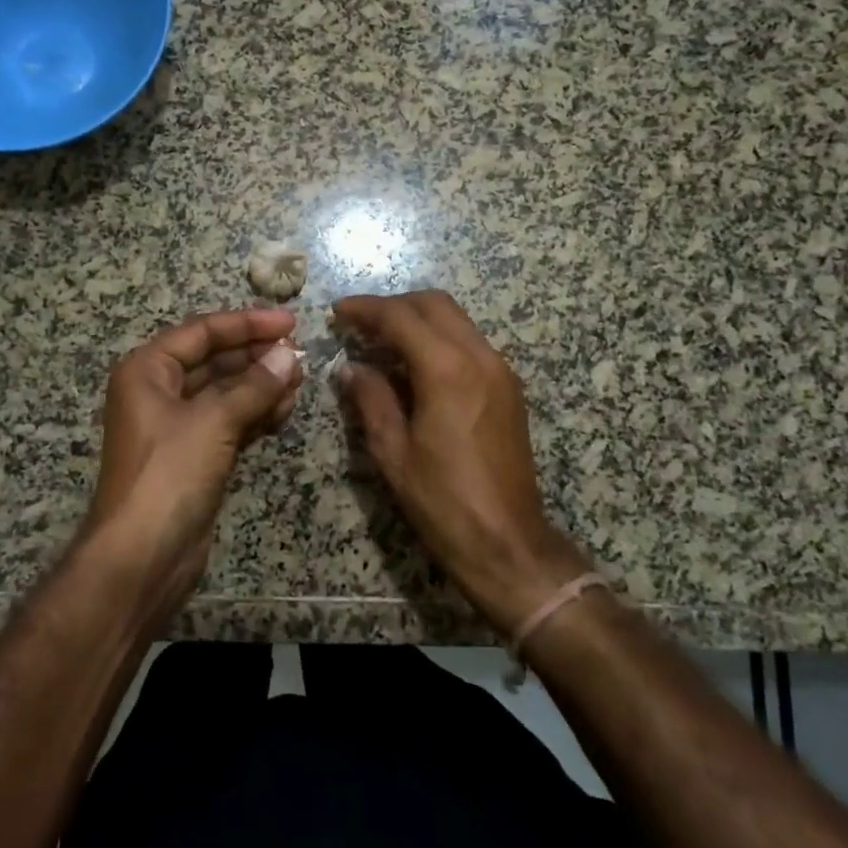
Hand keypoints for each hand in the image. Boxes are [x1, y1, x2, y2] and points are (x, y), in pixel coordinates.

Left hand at [84, 308, 303, 626]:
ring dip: (262, 384)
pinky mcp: (196, 456)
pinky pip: (230, 421)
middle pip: (215, 360)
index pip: (203, 332)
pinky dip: (256, 413)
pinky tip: (287, 408)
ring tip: (301, 379)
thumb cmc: (169, 475)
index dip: (248, 323)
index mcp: (148, 370)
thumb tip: (290, 355)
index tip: (291, 322)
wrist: (142, 558)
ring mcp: (178, 426)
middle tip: (300, 353)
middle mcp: (159, 391)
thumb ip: (255, 386)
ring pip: (226, 392)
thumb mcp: (213, 421)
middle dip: (257, 355)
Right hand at [332, 291, 588, 632]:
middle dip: (394, 305)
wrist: (508, 543)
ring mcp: (501, 370)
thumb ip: (371, 399)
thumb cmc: (443, 501)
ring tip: (383, 341)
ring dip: (419, 319)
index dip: (366, 309)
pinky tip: (416, 365)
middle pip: (435, 304)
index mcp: (447, 370)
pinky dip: (440, 338)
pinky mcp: (509, 387)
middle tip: (360, 324)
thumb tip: (351, 368)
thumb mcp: (393, 452)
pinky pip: (471, 342)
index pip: (401, 317)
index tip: (338, 312)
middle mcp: (480, 357)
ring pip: (457, 320)